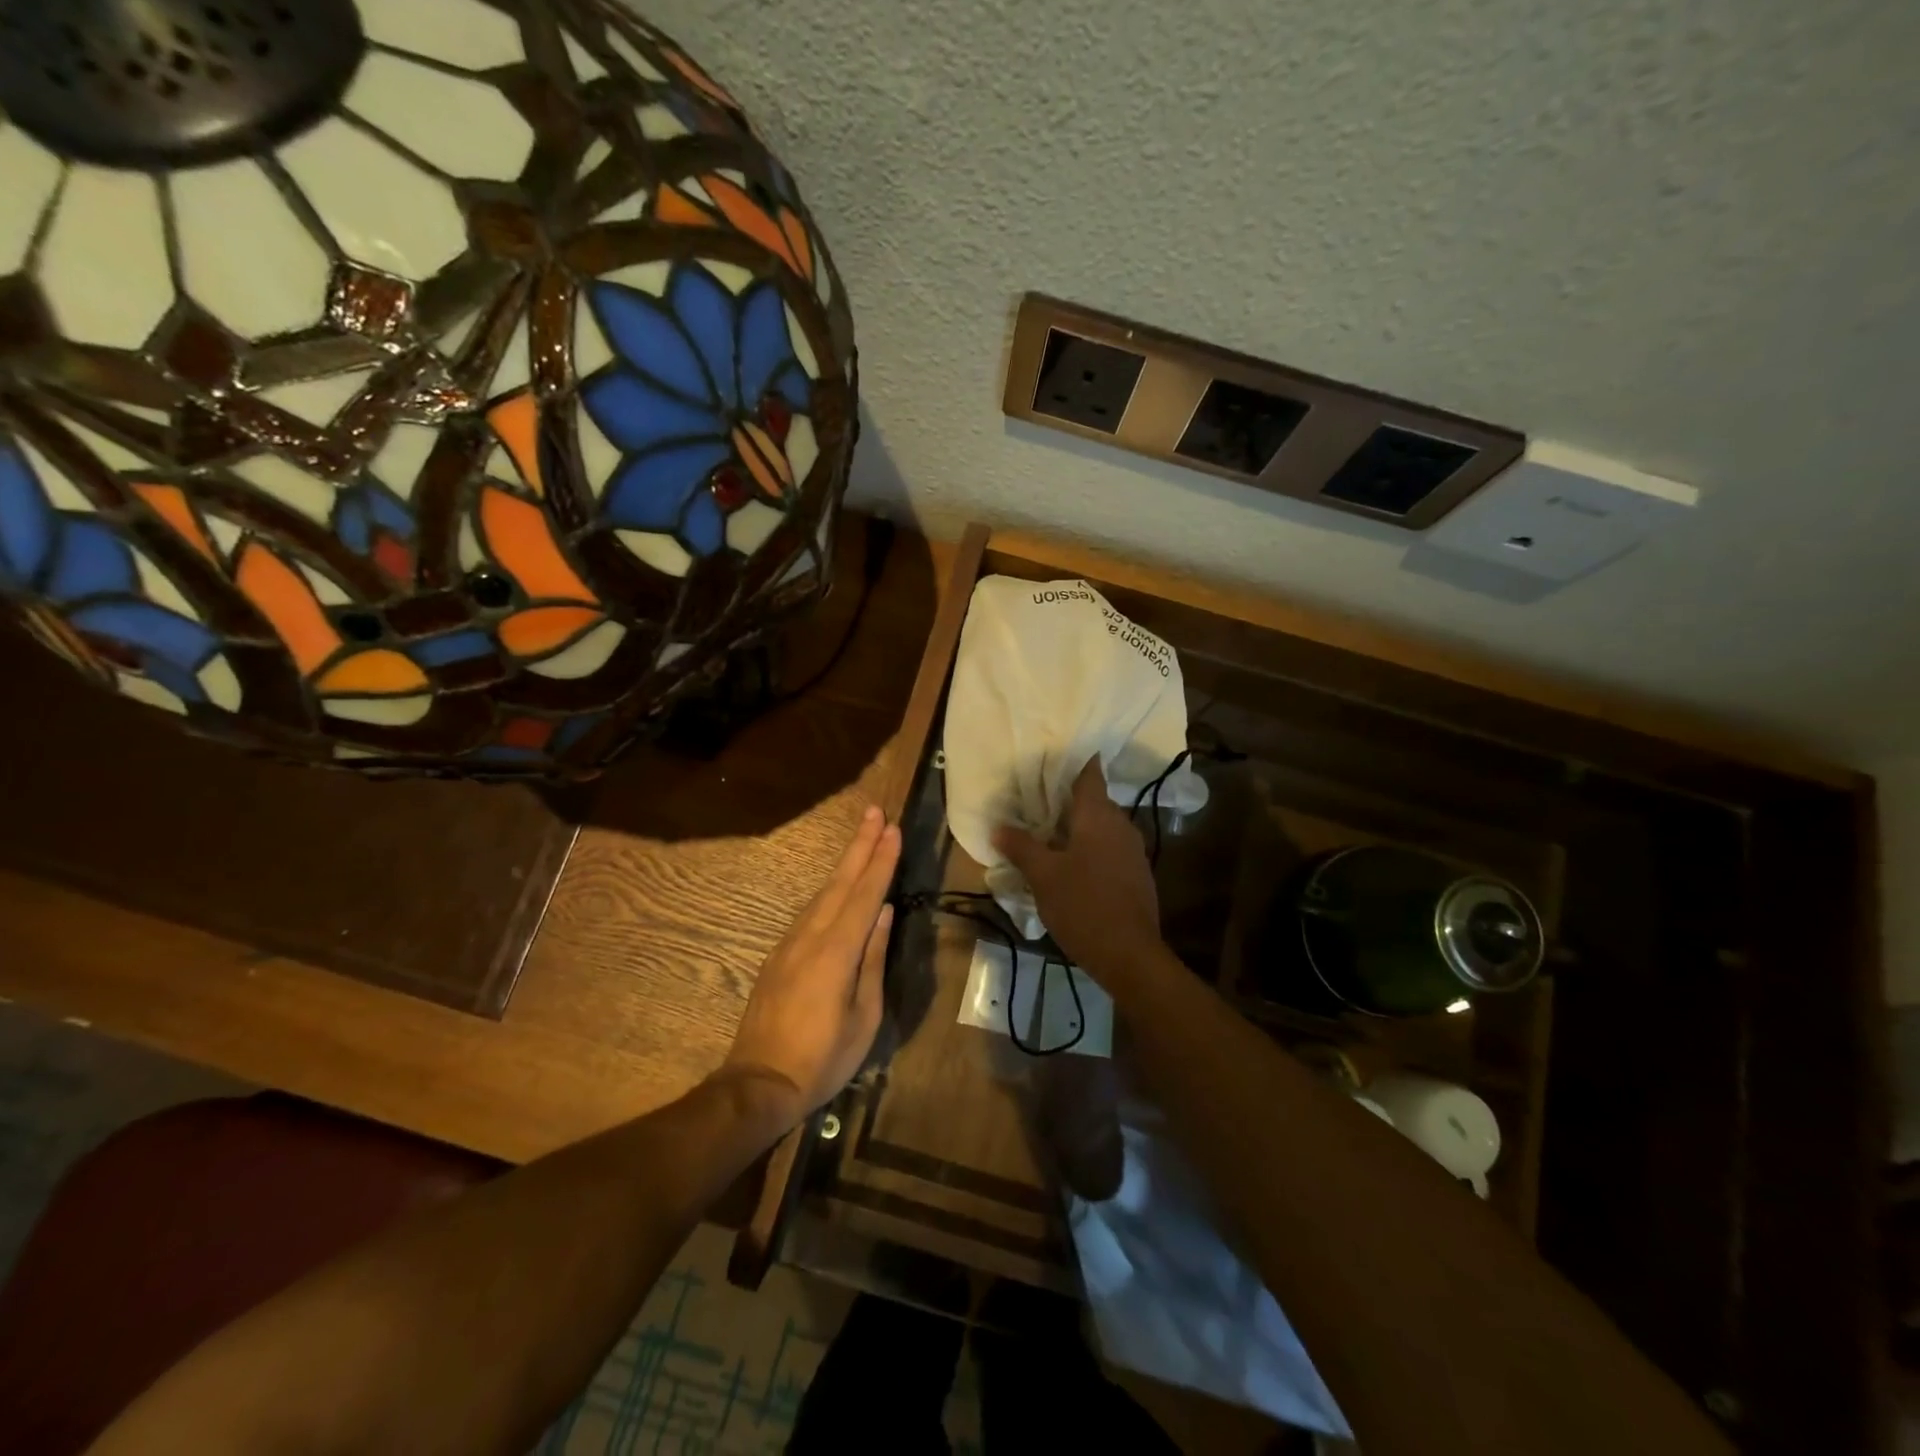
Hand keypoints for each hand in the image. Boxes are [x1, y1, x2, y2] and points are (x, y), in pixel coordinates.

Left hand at [722, 805, 899, 1124]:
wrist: (759, 1083)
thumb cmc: (823, 1058)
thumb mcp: (863, 1016)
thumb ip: (873, 959)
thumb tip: (884, 913)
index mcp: (836, 951)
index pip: (865, 895)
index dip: (881, 860)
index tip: (893, 829)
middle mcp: (811, 936)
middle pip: (840, 882)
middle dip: (860, 845)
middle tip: (874, 812)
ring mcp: (790, 943)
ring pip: (823, 893)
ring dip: (845, 863)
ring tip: (863, 837)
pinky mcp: (779, 955)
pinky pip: (810, 912)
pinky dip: (830, 890)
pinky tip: (840, 885)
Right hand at [993, 757, 1160, 981]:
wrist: (1129, 955)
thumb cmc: (1083, 905)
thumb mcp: (1042, 876)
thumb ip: (1021, 846)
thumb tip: (998, 827)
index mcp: (1098, 816)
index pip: (1089, 774)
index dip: (1073, 762)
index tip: (1051, 757)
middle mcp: (1121, 825)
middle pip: (1094, 801)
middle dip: (1066, 800)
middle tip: (1035, 801)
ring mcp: (1133, 851)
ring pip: (1102, 827)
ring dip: (1078, 827)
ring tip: (1047, 833)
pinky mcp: (1137, 874)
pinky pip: (1109, 849)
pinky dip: (1090, 848)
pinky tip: (1071, 865)